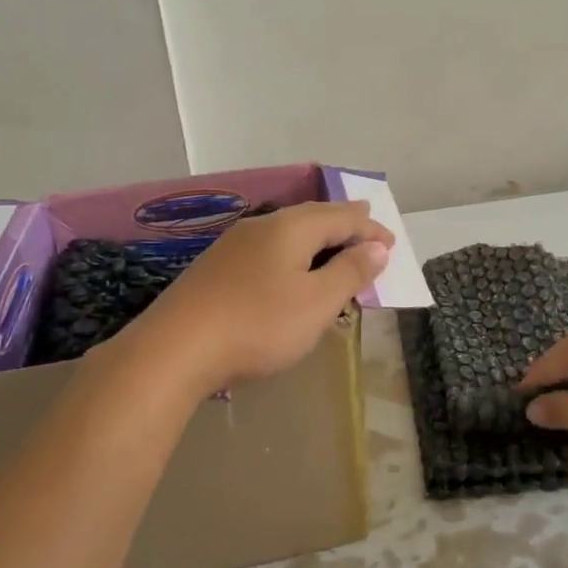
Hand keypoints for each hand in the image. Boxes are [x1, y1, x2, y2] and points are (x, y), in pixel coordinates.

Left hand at [130, 200, 393, 391]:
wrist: (174, 350)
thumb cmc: (258, 324)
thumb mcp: (317, 302)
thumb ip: (350, 272)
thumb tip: (376, 246)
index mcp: (291, 227)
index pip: (342, 217)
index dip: (370, 229)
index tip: (393, 243)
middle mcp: (262, 226)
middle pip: (313, 217)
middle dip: (344, 224)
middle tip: (367, 227)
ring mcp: (234, 245)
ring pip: (288, 233)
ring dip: (318, 239)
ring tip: (334, 247)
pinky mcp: (216, 269)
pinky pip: (269, 250)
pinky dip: (293, 255)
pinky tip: (289, 270)